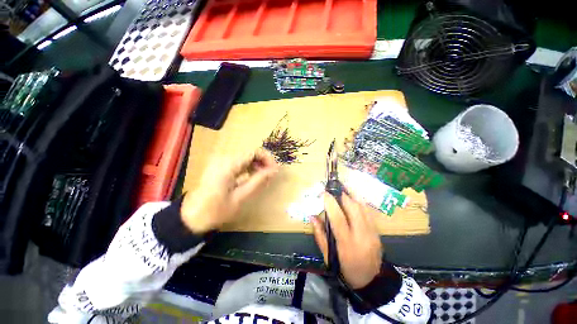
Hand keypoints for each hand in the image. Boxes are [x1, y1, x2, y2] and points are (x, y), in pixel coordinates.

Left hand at [181, 149, 278, 233]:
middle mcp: (224, 158)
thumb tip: (274, 170)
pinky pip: (238, 162)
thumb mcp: (240, 197)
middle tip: (270, 175)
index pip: (254, 152)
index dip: (267, 158)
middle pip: (249, 153)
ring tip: (263, 178)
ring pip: (245, 157)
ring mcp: (220, 161)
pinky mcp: (219, 166)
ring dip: (256, 165)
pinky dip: (248, 167)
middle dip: (263, 162)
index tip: (275, 170)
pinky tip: (252, 177)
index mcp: (228, 165)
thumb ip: (258, 180)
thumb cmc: (215, 210)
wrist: (190, 217)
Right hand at [312, 191, 382, 288]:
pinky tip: (353, 197)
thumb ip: (319, 234)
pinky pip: (368, 212)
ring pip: (363, 208)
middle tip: (334, 189)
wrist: (370, 280)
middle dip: (343, 195)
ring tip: (343, 189)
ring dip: (352, 196)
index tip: (324, 193)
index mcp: (347, 244)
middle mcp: (362, 236)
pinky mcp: (377, 232)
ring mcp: (372, 233)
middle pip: (354, 209)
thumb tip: (312, 216)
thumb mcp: (328, 256)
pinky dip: (360, 202)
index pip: (338, 218)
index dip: (330, 203)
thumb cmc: (344, 269)